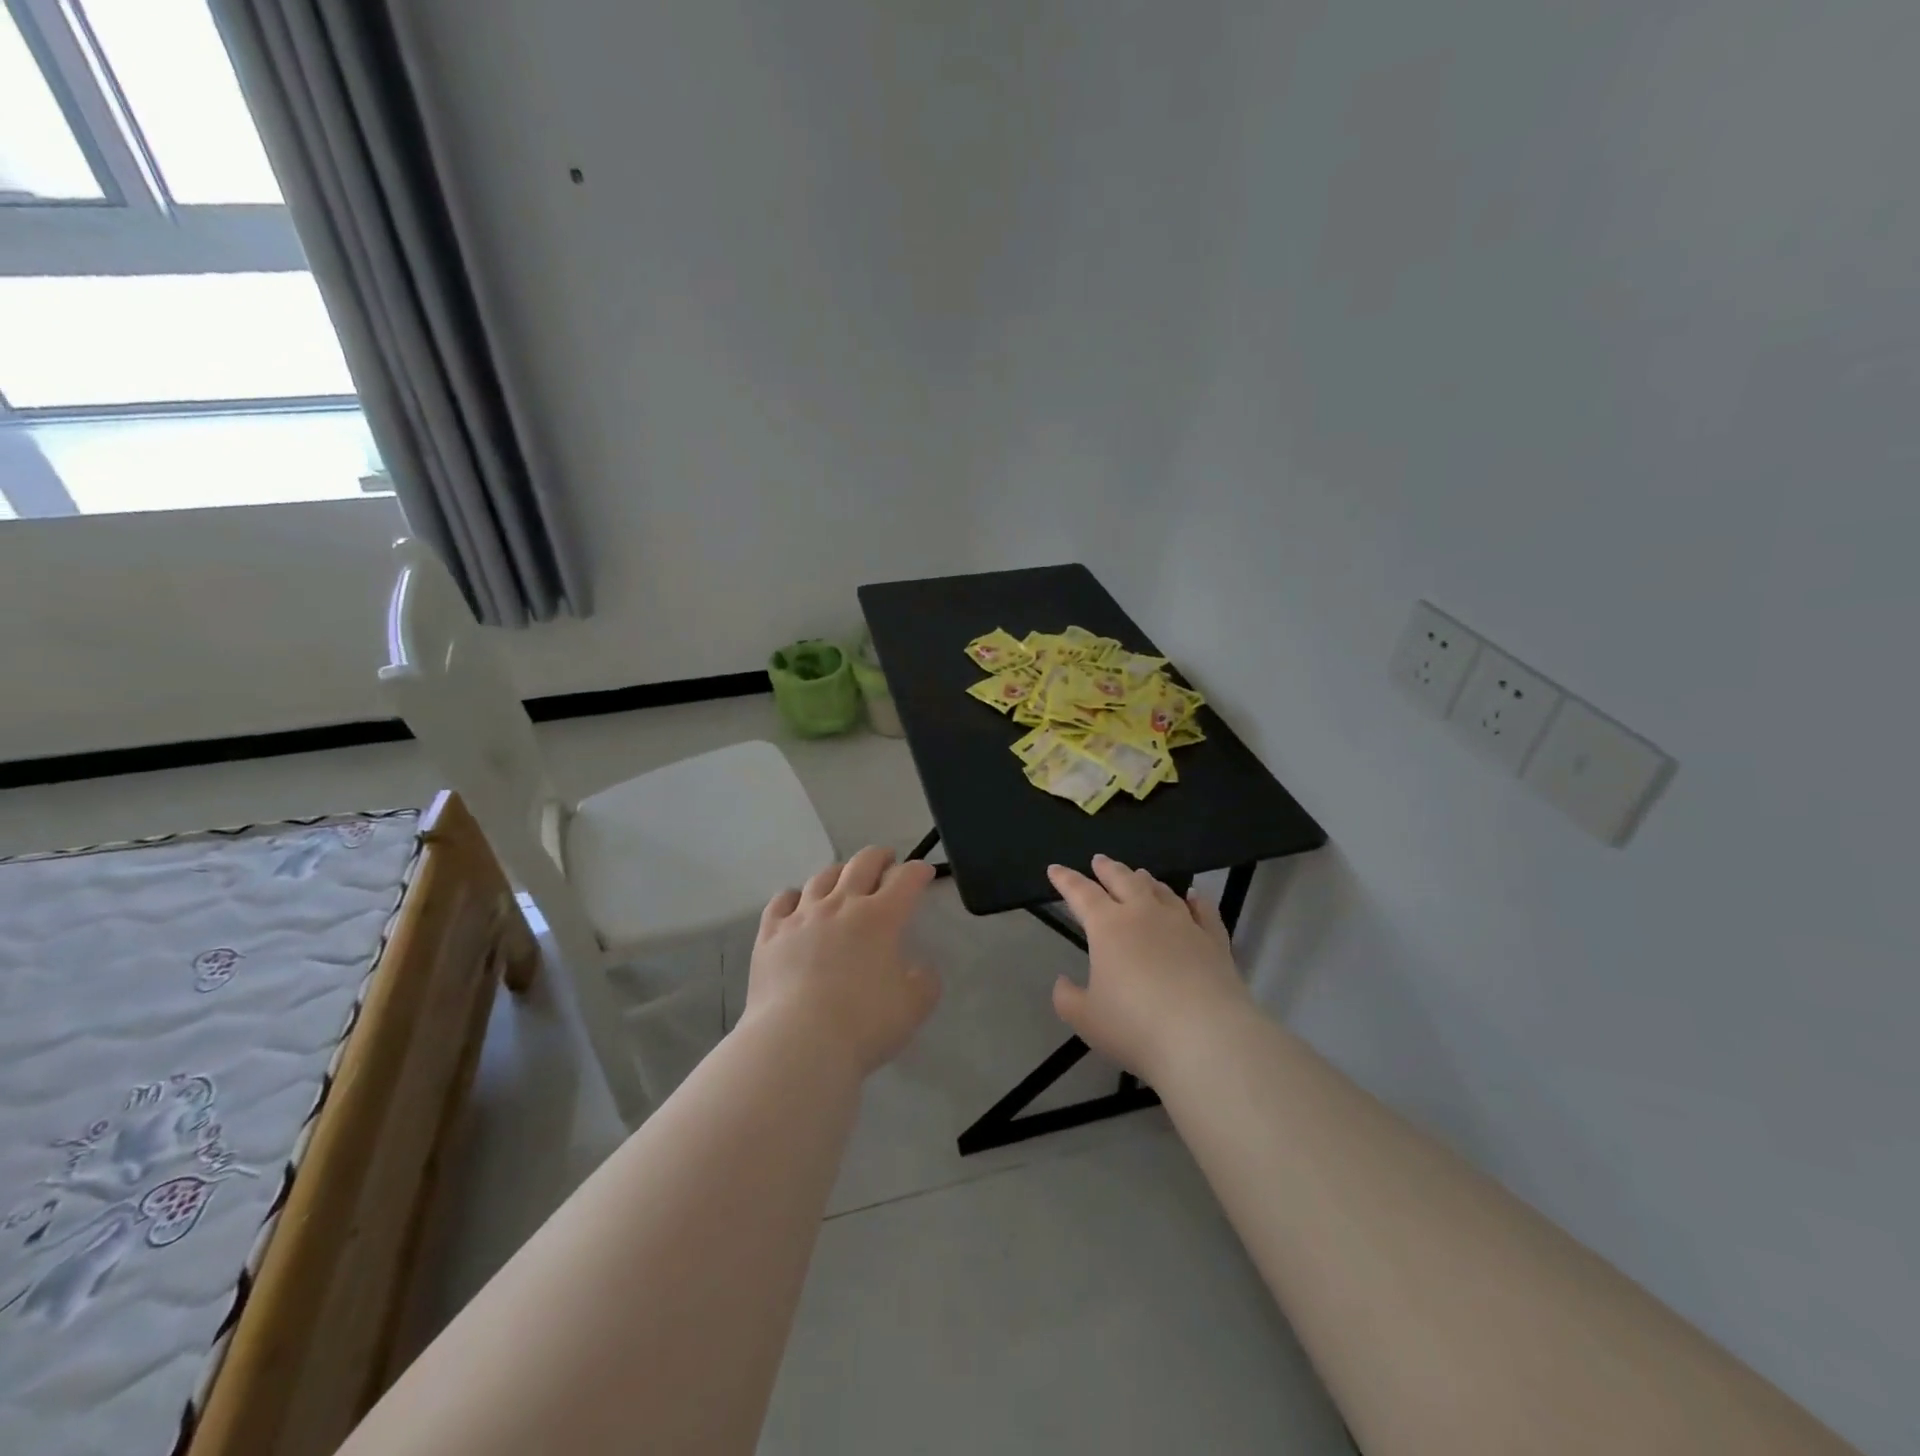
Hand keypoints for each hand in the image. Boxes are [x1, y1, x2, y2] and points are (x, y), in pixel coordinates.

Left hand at [744, 846, 942, 1076]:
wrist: (797, 1043)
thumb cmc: (863, 1024)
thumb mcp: (914, 1007)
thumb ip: (924, 981)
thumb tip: (918, 968)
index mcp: (881, 917)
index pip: (905, 879)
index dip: (918, 871)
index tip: (924, 873)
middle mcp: (841, 905)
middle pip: (863, 863)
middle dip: (880, 857)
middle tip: (888, 861)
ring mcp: (802, 916)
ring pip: (823, 877)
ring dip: (839, 872)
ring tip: (845, 878)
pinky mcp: (771, 933)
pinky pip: (782, 900)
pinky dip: (794, 896)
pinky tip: (797, 902)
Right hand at [1048, 855, 1253, 1079]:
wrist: (1206, 1038)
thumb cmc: (1136, 1026)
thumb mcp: (1086, 1019)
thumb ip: (1067, 998)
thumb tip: (1063, 982)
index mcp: (1108, 926)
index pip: (1081, 894)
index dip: (1066, 880)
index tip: (1055, 869)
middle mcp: (1144, 914)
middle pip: (1123, 881)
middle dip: (1108, 869)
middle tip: (1099, 860)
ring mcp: (1183, 924)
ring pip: (1162, 891)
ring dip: (1146, 881)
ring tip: (1139, 874)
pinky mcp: (1214, 941)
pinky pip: (1204, 911)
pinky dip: (1196, 900)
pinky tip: (1194, 896)